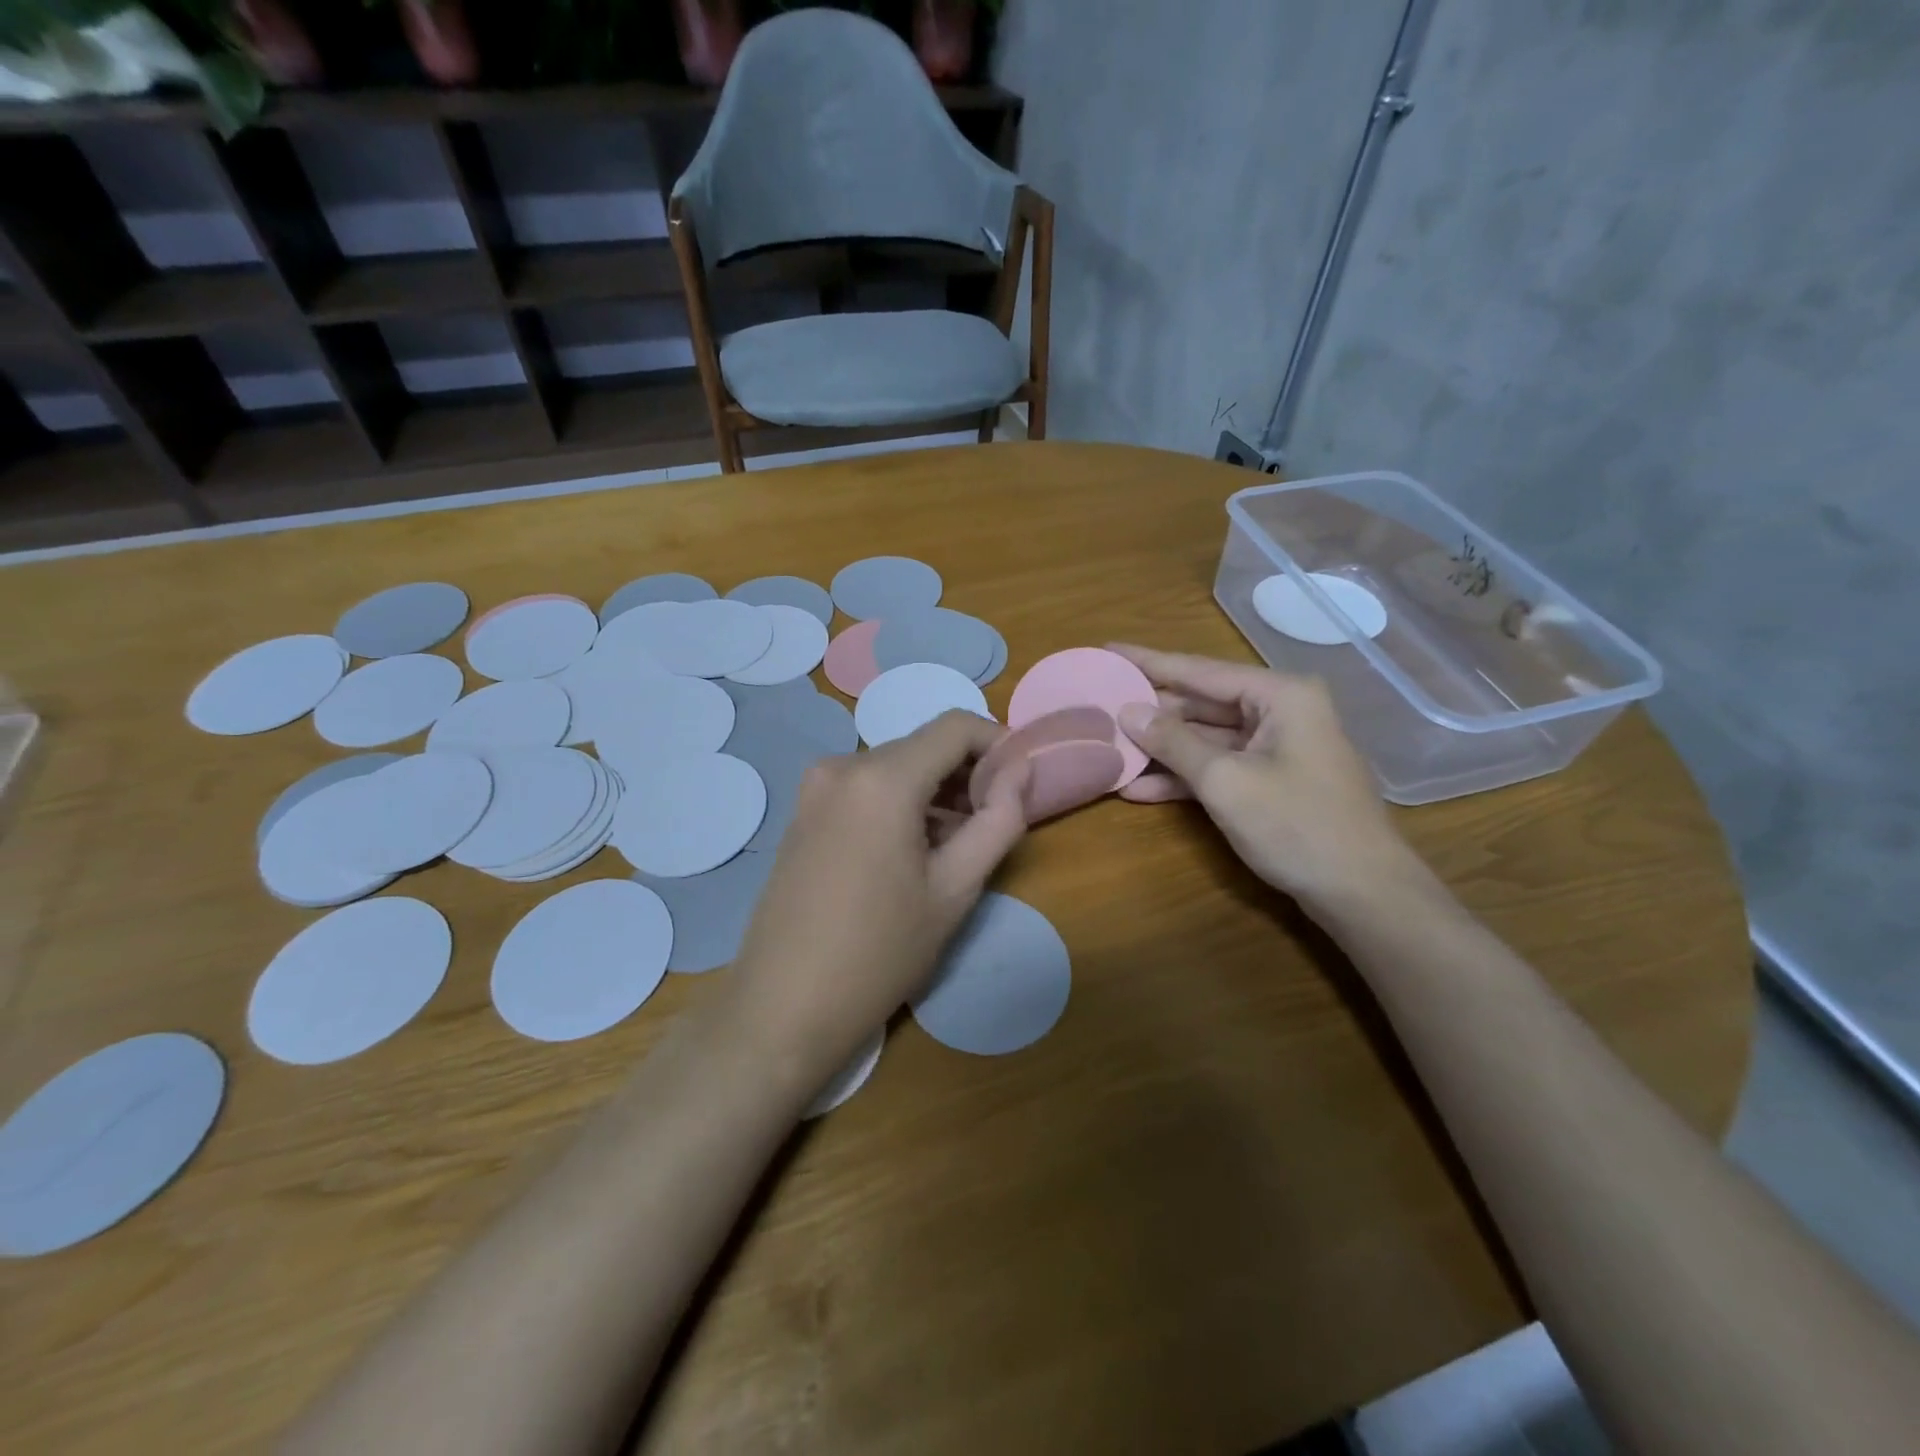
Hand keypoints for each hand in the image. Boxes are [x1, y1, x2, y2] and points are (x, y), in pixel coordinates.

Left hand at [722, 711, 1028, 1087]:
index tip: (1020, 783)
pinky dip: (900, 804)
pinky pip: (866, 789)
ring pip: (895, 769)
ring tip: (957, 847)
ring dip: (934, 793)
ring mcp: (815, 789)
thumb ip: (999, 819)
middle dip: (967, 774)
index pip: (956, 727)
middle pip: (924, 747)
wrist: (782, 1008)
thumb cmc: (880, 953)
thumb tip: (1022, 769)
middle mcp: (842, 766)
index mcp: (881, 778)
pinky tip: (913, 853)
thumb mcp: (955, 889)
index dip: (998, 744)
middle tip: (993, 824)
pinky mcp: (803, 813)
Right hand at [1109, 645, 1419, 912]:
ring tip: (1109, 748)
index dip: (1149, 662)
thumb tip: (1127, 711)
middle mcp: (1279, 711)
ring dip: (1161, 750)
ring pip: (1207, 739)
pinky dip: (1184, 778)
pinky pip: (1219, 767)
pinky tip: (1139, 789)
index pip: (1199, 670)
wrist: (1362, 892)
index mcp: (1279, 694)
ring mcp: (1277, 748)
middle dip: (1152, 713)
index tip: (1108, 649)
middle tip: (1099, 707)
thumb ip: (1173, 742)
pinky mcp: (1271, 781)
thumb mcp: (1225, 780)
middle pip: (1201, 704)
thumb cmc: (1296, 824)